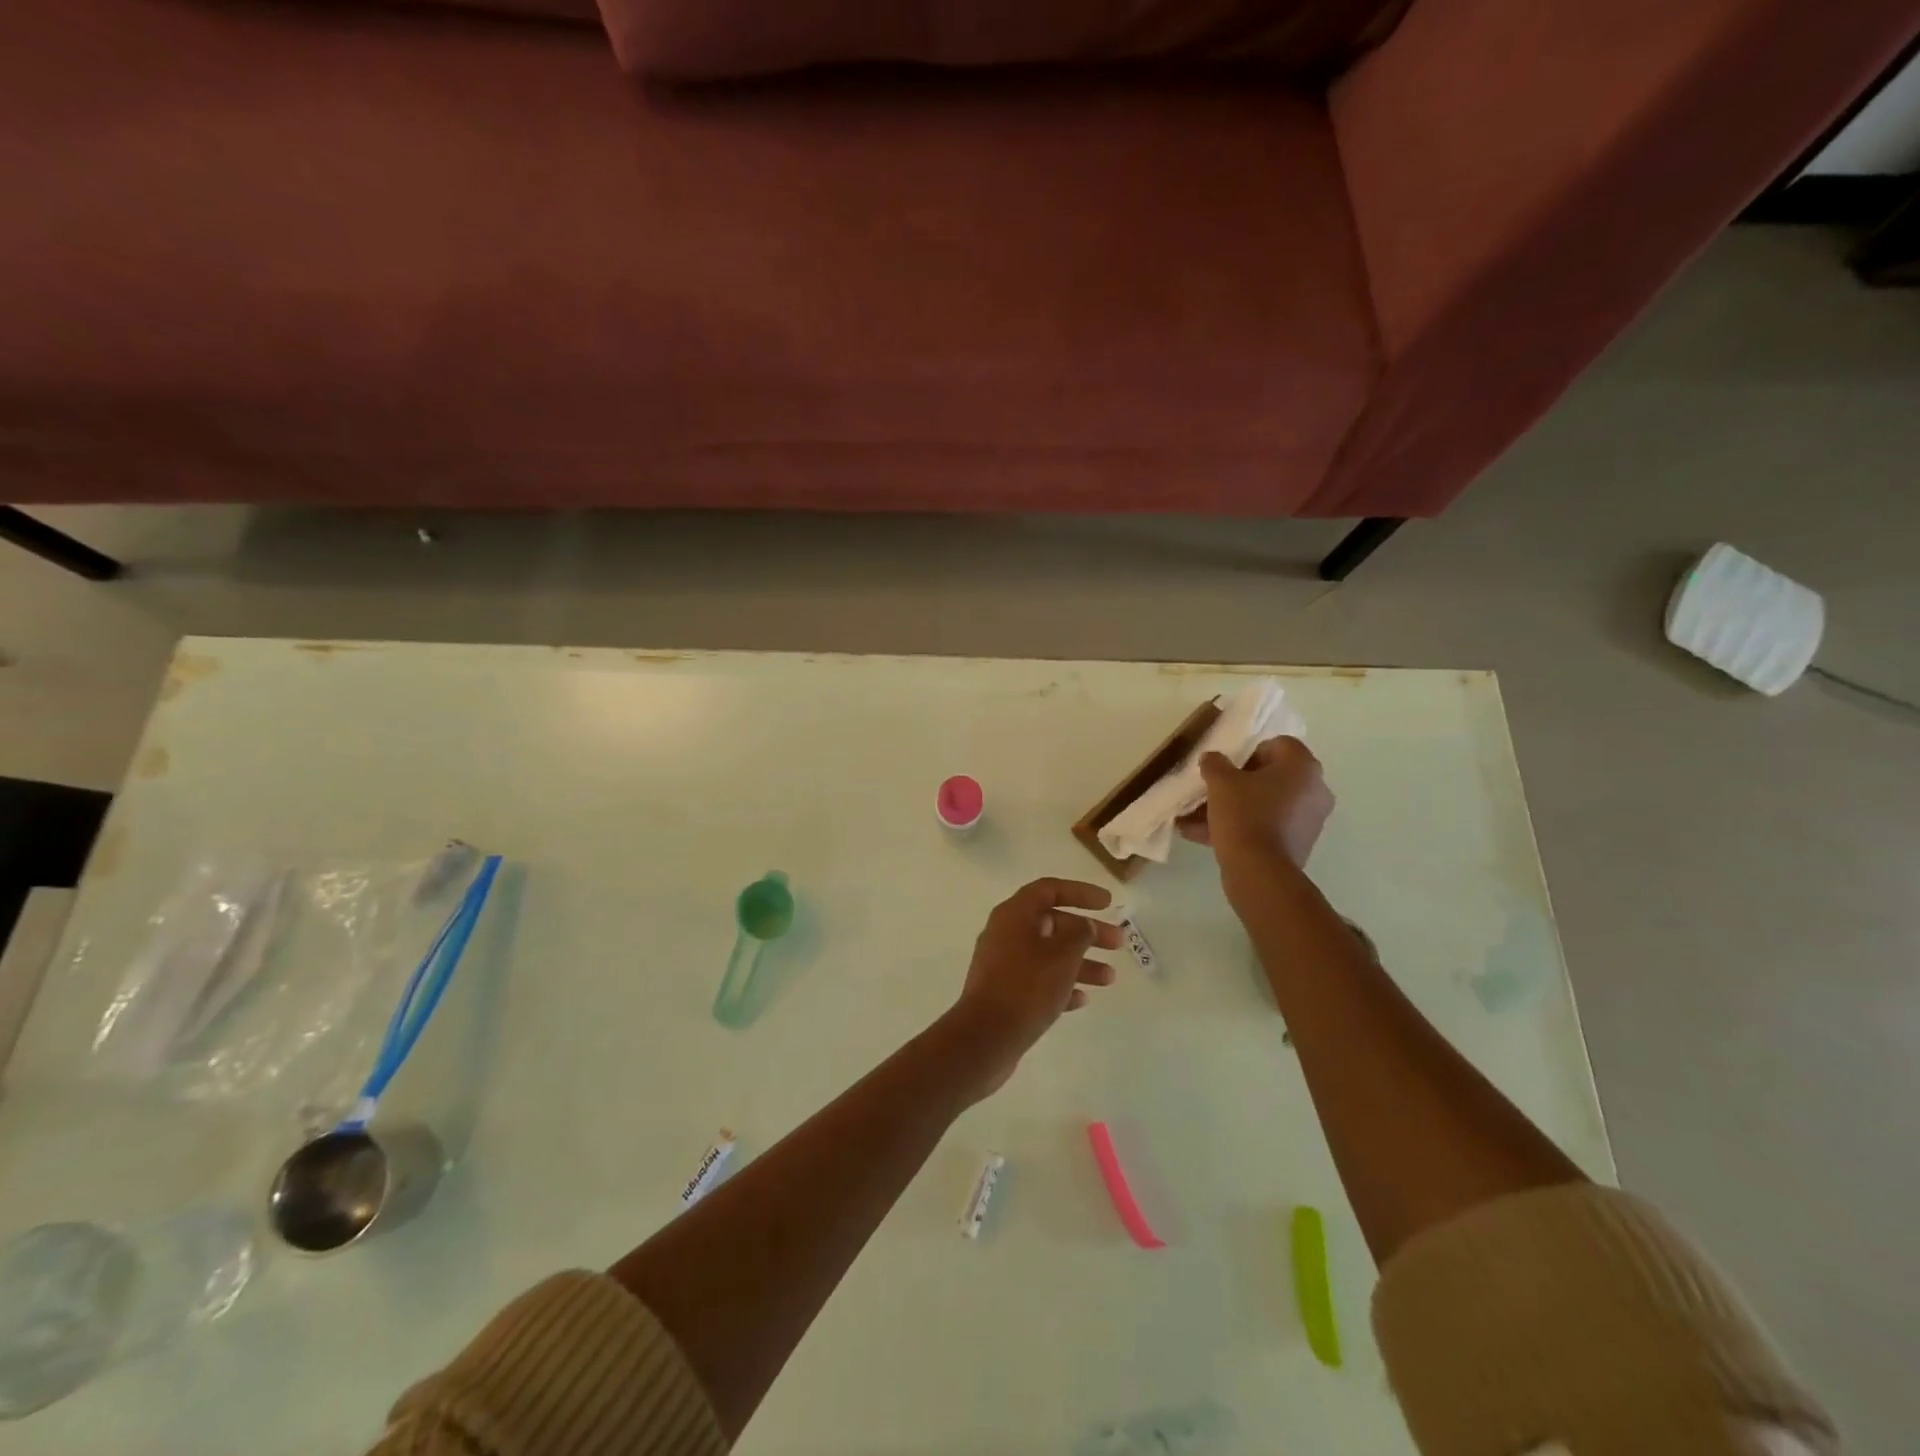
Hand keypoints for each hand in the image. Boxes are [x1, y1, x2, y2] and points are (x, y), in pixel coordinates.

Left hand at [949, 878, 1121, 1094]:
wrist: (986, 1036)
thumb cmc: (1027, 986)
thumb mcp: (1062, 955)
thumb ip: (1080, 933)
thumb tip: (1084, 925)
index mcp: (1014, 914)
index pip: (1050, 889)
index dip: (1081, 892)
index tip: (1109, 903)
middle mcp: (1006, 932)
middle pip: (1052, 923)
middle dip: (1087, 931)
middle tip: (1118, 943)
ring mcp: (1003, 963)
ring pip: (1048, 954)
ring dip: (1080, 962)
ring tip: (1110, 978)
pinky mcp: (1004, 992)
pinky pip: (1038, 980)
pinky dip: (1061, 985)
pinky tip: (1083, 999)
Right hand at [1176, 737, 1333, 877]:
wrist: (1260, 871)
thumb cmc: (1245, 814)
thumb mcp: (1220, 782)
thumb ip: (1215, 763)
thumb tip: (1212, 758)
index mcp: (1303, 766)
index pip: (1278, 744)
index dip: (1248, 752)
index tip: (1227, 767)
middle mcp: (1315, 789)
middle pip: (1272, 777)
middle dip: (1238, 784)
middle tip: (1212, 791)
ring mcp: (1310, 819)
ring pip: (1266, 804)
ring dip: (1235, 808)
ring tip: (1198, 820)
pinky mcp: (1300, 844)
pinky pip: (1268, 826)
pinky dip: (1244, 827)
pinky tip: (1207, 837)